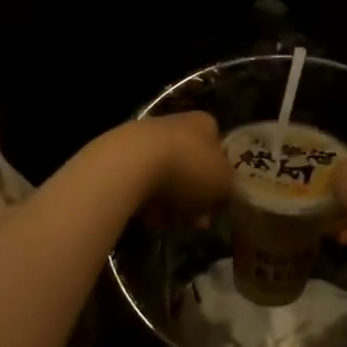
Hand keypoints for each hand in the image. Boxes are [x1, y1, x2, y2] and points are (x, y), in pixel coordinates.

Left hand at [126, 111, 231, 225]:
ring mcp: (145, 138)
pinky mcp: (119, 156)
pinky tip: (149, 217)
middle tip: (198, 220)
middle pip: (191, 164)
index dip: (220, 177)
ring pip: (165, 176)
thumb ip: (227, 187)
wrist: (130, 166)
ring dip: (171, 200)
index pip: (218, 147)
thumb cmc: (188, 169)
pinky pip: (141, 184)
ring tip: (173, 223)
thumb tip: (221, 192)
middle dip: (195, 194)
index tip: (218, 201)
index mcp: (204, 123)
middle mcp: (175, 123)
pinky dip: (147, 201)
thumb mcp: (224, 183)